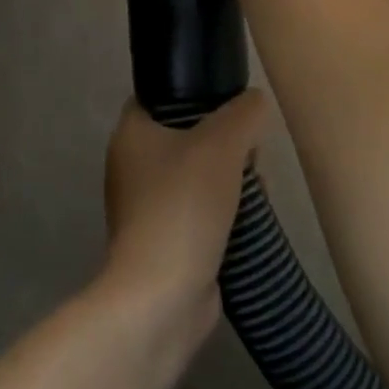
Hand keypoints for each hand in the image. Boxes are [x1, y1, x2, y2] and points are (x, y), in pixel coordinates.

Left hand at [102, 91, 269, 334]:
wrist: (162, 295)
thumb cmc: (184, 205)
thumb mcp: (223, 143)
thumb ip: (244, 113)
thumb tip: (255, 103)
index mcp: (131, 133)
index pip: (162, 96)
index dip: (198, 94)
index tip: (231, 107)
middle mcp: (131, 166)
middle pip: (188, 136)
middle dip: (226, 144)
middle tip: (252, 156)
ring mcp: (145, 207)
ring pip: (197, 175)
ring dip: (230, 181)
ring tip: (257, 190)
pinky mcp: (163, 240)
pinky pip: (199, 211)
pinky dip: (223, 214)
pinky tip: (248, 221)